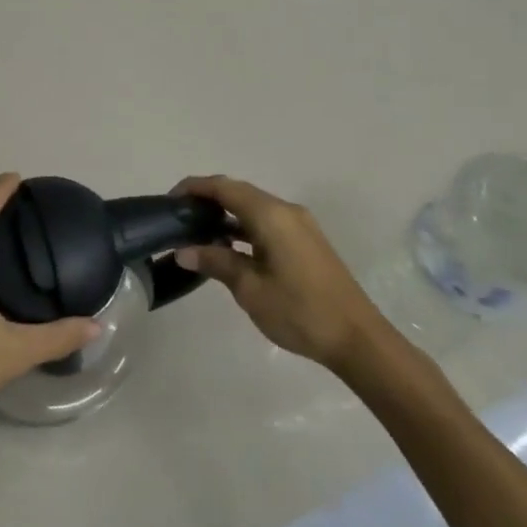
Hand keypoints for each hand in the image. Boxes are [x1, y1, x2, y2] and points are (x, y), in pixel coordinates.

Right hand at [172, 175, 398, 380]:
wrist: (358, 339)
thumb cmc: (300, 311)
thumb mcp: (250, 289)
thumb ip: (216, 262)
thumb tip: (183, 251)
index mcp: (271, 215)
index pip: (225, 188)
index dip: (195, 188)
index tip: (169, 200)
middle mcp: (286, 211)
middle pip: (239, 193)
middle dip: (208, 200)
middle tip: (179, 218)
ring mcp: (300, 226)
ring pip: (254, 208)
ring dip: (226, 215)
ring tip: (197, 233)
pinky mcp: (306, 242)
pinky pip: (267, 222)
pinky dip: (244, 228)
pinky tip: (228, 248)